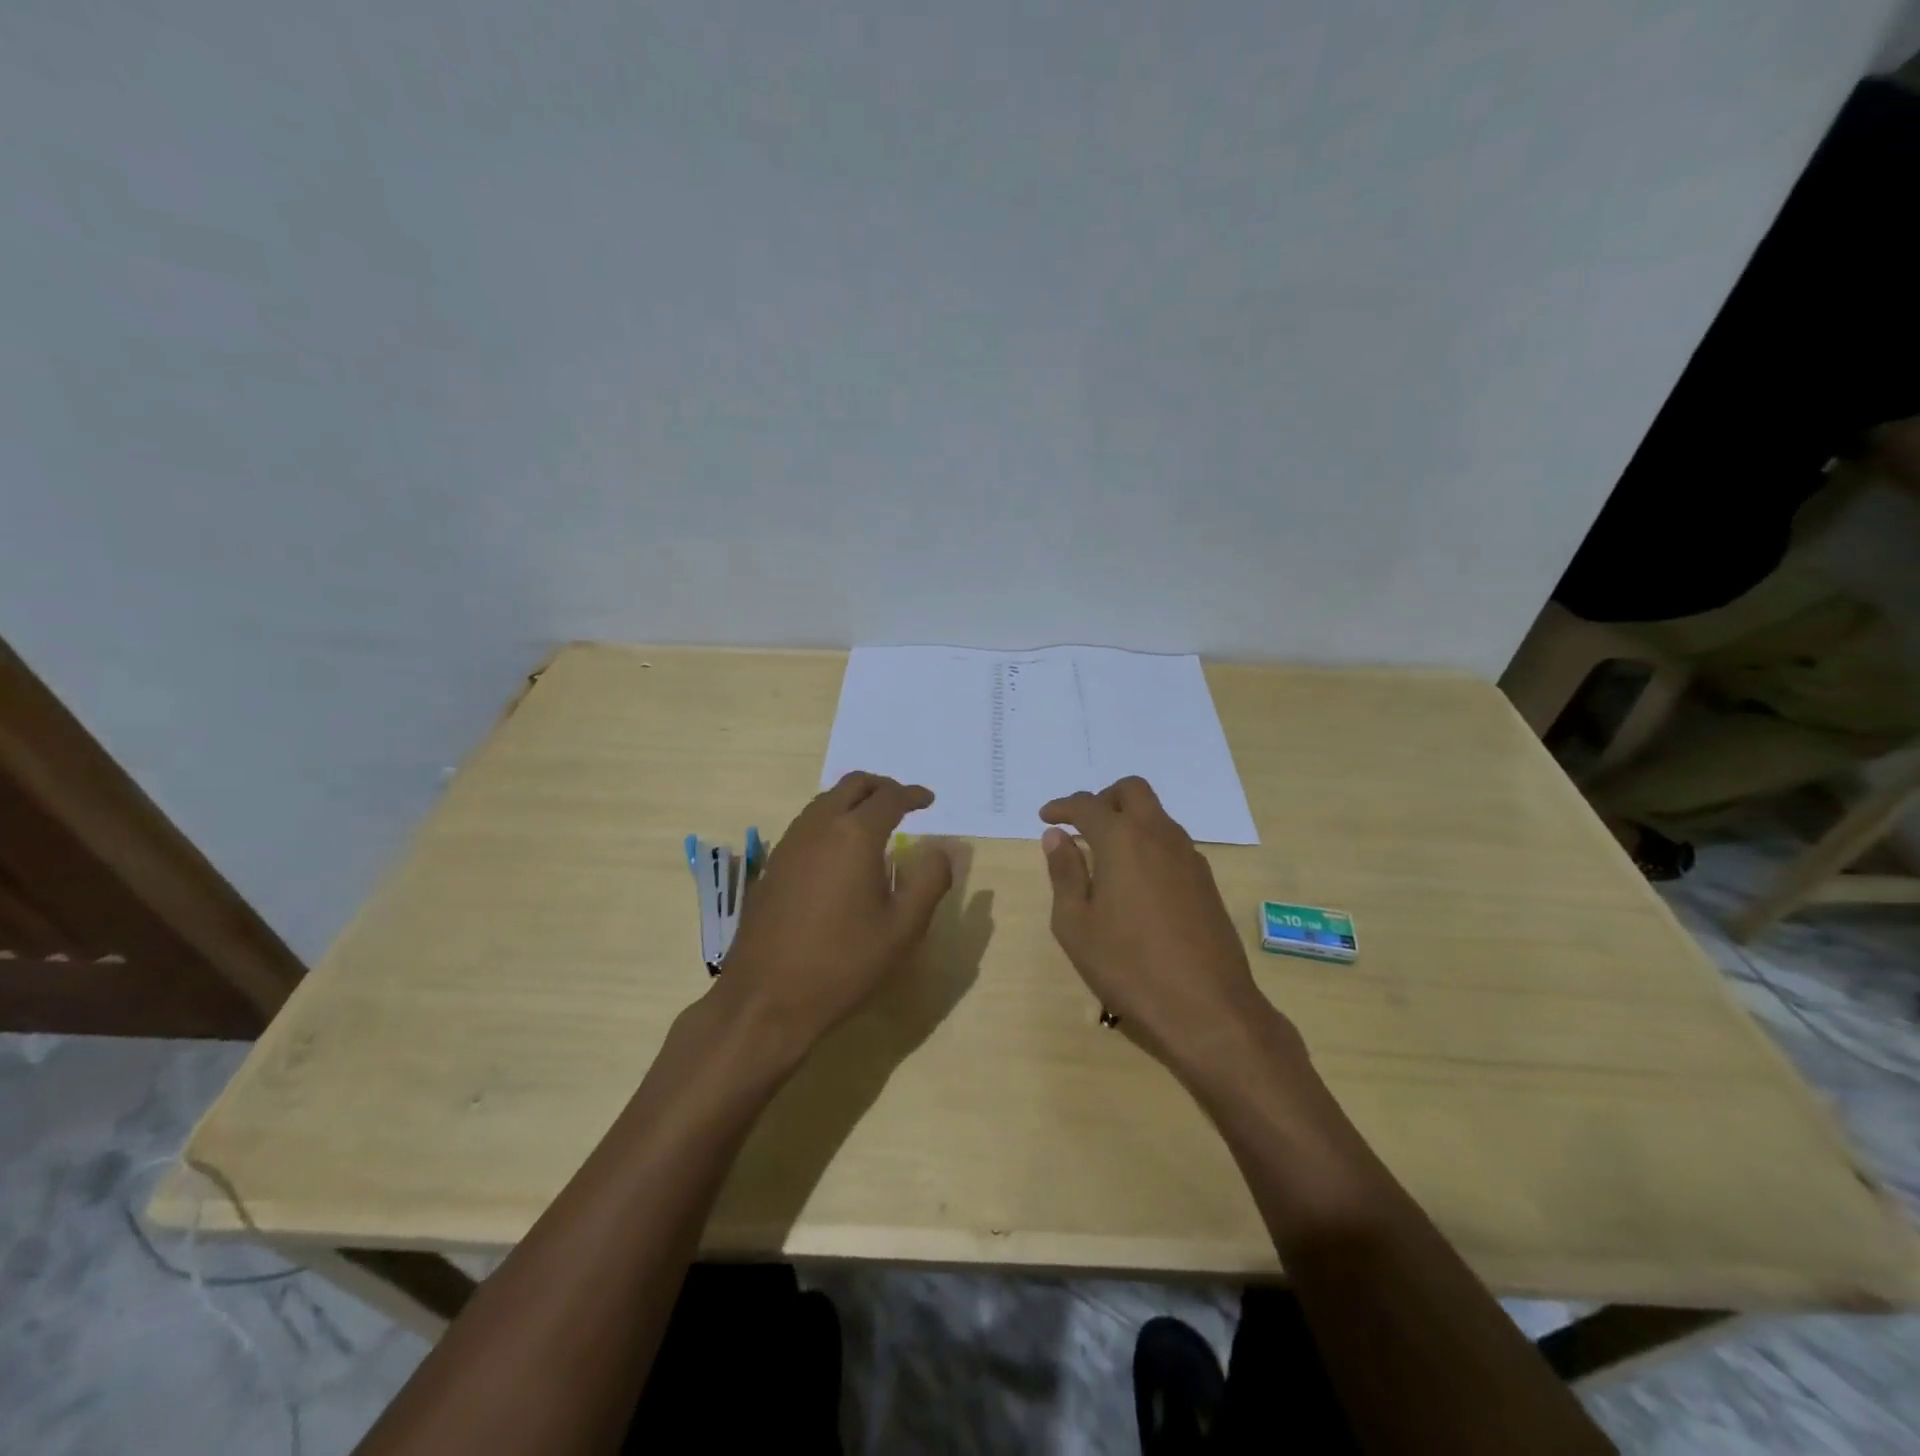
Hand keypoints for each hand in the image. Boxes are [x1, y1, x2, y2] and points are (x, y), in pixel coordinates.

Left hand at [718, 772, 953, 1055]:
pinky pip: (807, 823)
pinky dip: (831, 820)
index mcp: (854, 835)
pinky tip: (840, 851)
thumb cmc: (843, 963)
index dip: (913, 795)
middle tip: (902, 802)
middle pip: (852, 785)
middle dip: (881, 786)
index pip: (889, 797)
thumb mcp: (902, 928)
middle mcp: (818, 826)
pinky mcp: (773, 865)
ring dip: (853, 801)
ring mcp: (789, 844)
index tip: (929, 800)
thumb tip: (940, 850)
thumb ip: (929, 881)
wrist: (766, 998)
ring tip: (874, 823)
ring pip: (825, 801)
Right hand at [1041, 777, 1301, 1072]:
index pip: (1087, 805)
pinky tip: (1135, 881)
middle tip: (1082, 826)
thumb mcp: (1076, 924)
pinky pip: (1171, 842)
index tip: (1046, 818)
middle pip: (1132, 791)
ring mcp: (1189, 857)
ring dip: (1128, 820)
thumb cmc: (1128, 966)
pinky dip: (1148, 844)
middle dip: (1102, 798)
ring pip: (1156, 815)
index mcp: (1122, 840)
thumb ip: (1064, 873)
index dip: (1062, 807)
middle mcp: (1159, 835)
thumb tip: (1057, 836)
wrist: (1208, 1009)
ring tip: (1104, 857)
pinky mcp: (1206, 881)